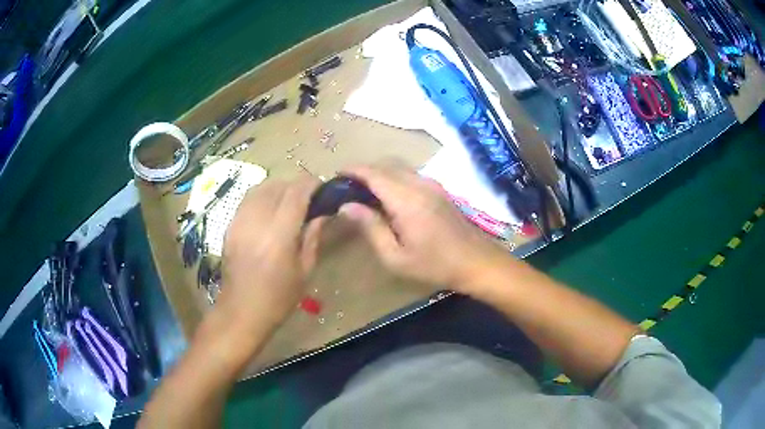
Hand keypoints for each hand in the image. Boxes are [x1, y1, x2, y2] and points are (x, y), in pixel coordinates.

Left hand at [218, 178, 322, 334]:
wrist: (241, 310)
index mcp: (279, 235)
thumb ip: (313, 237)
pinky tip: (269, 209)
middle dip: (296, 185)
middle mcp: (257, 221)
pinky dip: (262, 196)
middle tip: (308, 197)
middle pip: (278, 186)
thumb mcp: (304, 271)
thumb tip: (322, 214)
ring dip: (278, 188)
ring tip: (288, 200)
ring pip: (260, 188)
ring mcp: (239, 221)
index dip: (311, 184)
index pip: (296, 193)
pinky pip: (248, 199)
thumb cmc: (278, 297)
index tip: (322, 187)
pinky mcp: (230, 226)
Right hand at [340, 162, 510, 293]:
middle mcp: (419, 184)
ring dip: (379, 173)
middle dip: (364, 170)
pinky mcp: (439, 189)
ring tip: (364, 192)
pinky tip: (388, 197)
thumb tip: (347, 206)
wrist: (477, 262)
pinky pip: (410, 174)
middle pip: (386, 164)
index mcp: (406, 199)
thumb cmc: (434, 265)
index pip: (374, 173)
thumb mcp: (395, 256)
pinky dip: (393, 177)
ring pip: (399, 167)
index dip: (353, 171)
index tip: (336, 176)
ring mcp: (432, 184)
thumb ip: (370, 228)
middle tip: (347, 187)